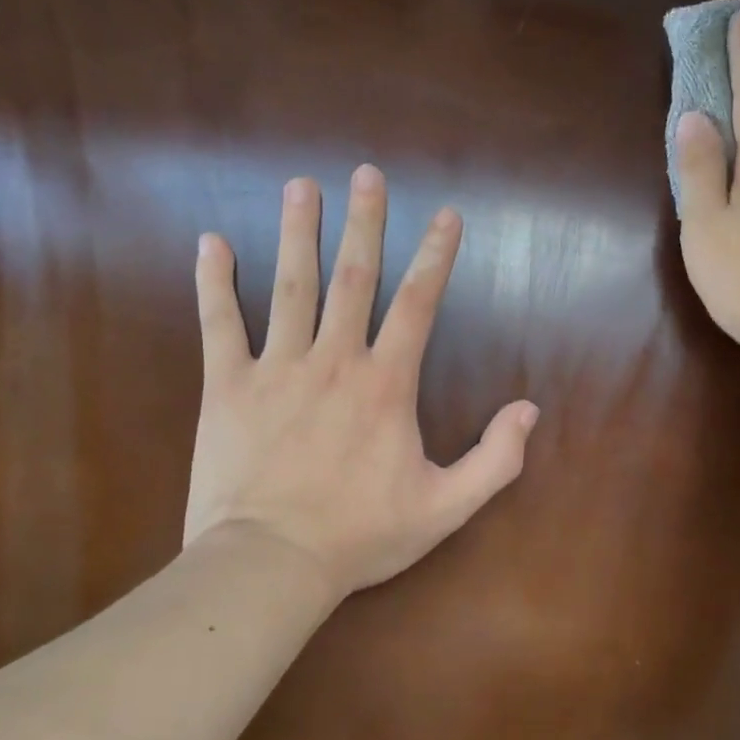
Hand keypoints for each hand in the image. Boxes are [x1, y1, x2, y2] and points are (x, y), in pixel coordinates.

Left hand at [184, 166, 538, 599]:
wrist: (270, 565)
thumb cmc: (360, 535)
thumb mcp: (445, 507)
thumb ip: (495, 459)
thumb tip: (530, 409)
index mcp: (386, 383)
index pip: (418, 303)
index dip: (436, 255)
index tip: (446, 214)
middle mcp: (334, 360)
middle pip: (353, 277)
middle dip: (363, 222)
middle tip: (366, 174)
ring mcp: (277, 368)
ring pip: (290, 287)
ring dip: (297, 233)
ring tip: (301, 186)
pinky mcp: (227, 387)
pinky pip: (218, 324)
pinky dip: (213, 282)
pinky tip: (209, 243)